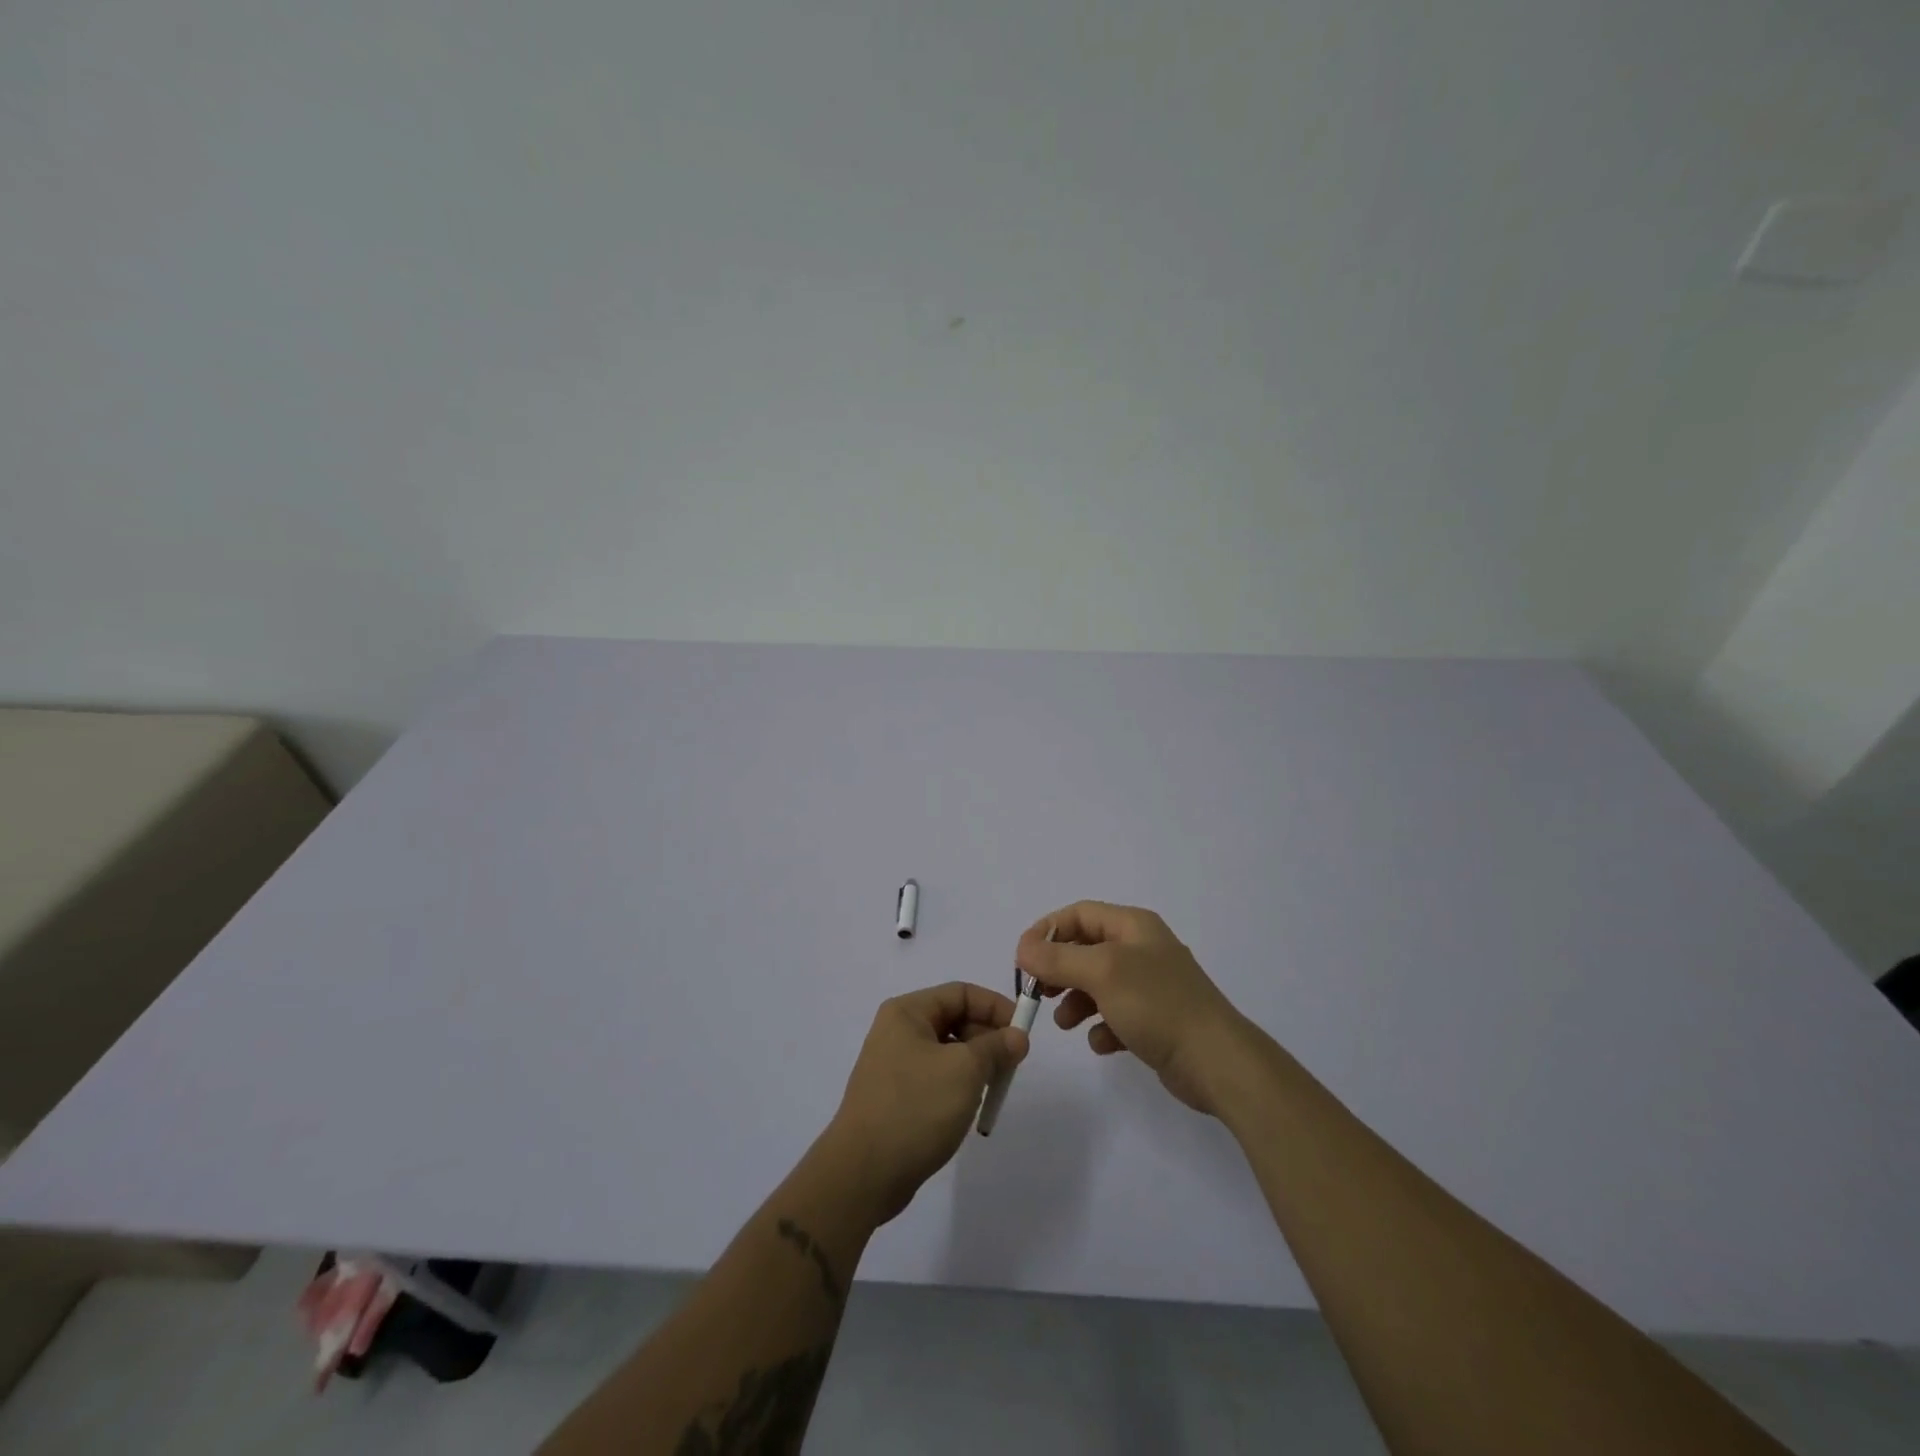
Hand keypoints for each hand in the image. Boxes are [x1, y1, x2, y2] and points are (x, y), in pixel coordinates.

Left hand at [821, 982, 1028, 1224]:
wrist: (863, 1174)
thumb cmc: (915, 1108)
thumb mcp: (964, 1071)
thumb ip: (996, 1047)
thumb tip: (1017, 1036)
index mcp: (907, 1012)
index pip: (960, 993)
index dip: (995, 1007)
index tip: (1023, 1033)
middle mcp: (898, 1031)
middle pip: (954, 1019)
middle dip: (987, 1038)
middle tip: (1012, 1066)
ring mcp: (894, 1065)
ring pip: (948, 1051)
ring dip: (976, 1065)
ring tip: (993, 1089)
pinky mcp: (897, 1096)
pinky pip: (936, 1077)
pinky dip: (958, 1086)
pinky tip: (970, 1108)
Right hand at [1017, 902, 1251, 1116]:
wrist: (1216, 1061)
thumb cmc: (1157, 1004)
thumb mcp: (1101, 973)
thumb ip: (1058, 958)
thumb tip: (1023, 948)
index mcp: (1133, 926)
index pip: (1079, 914)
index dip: (1048, 931)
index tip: (1023, 959)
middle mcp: (1142, 949)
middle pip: (1086, 949)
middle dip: (1059, 969)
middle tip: (1040, 991)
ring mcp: (1151, 986)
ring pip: (1098, 984)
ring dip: (1076, 1001)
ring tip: (1066, 1023)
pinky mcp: (1156, 1020)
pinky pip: (1116, 1016)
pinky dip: (1102, 1027)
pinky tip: (1102, 1043)